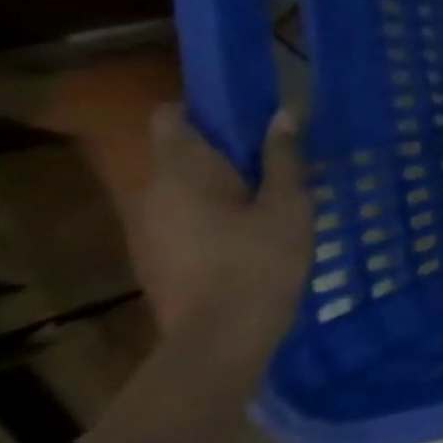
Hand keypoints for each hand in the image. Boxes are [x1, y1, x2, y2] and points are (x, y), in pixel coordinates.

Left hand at [132, 105, 312, 362]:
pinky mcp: (163, 253)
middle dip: (228, 145)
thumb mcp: (289, 202)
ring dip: (227, 178)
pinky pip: (189, 212)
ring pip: (188, 184)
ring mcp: (153, 226)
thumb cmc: (261, 259)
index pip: (171, 118)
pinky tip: (262, 224)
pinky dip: (221, 206)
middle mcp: (155, 193)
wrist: (221, 336)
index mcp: (184, 172)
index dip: (206, 106)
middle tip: (285, 150)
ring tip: (282, 188)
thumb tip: (282, 114)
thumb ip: (283, 157)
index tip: (251, 109)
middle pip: (182, 151)